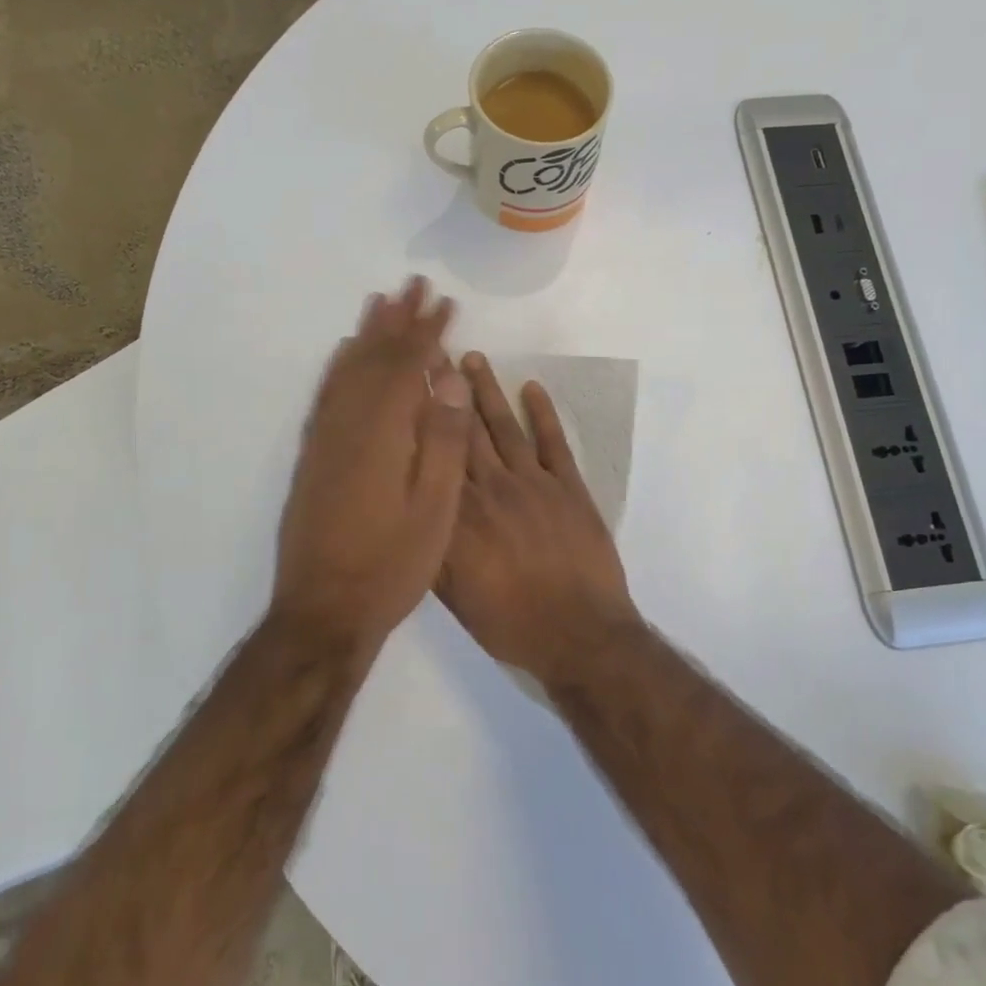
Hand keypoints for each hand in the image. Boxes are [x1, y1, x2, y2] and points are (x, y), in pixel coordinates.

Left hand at [273, 278, 473, 646]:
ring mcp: (325, 440)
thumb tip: (451, 379)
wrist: (323, 611)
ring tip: (380, 303)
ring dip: (366, 335)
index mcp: (384, 434)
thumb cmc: (391, 564)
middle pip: (375, 358)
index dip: (429, 331)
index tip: (446, 302)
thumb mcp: (435, 509)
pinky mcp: (312, 457)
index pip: (409, 367)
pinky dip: (338, 367)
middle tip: (413, 284)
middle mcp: (348, 425)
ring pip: (347, 371)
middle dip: (397, 320)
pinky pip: (326, 396)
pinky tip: (344, 358)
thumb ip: (443, 440)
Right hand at [437, 353, 638, 687]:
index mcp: (460, 516)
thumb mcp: (453, 597)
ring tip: (473, 358)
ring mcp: (534, 484)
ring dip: (488, 391)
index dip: (419, 417)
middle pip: (464, 430)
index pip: (433, 455)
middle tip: (433, 351)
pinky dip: (544, 413)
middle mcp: (492, 489)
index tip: (406, 383)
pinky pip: (554, 442)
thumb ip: (431, 549)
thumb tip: (409, 509)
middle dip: (447, 390)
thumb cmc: (510, 622)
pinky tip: (532, 388)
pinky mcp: (570, 487)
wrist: (580, 634)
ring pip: (504, 427)